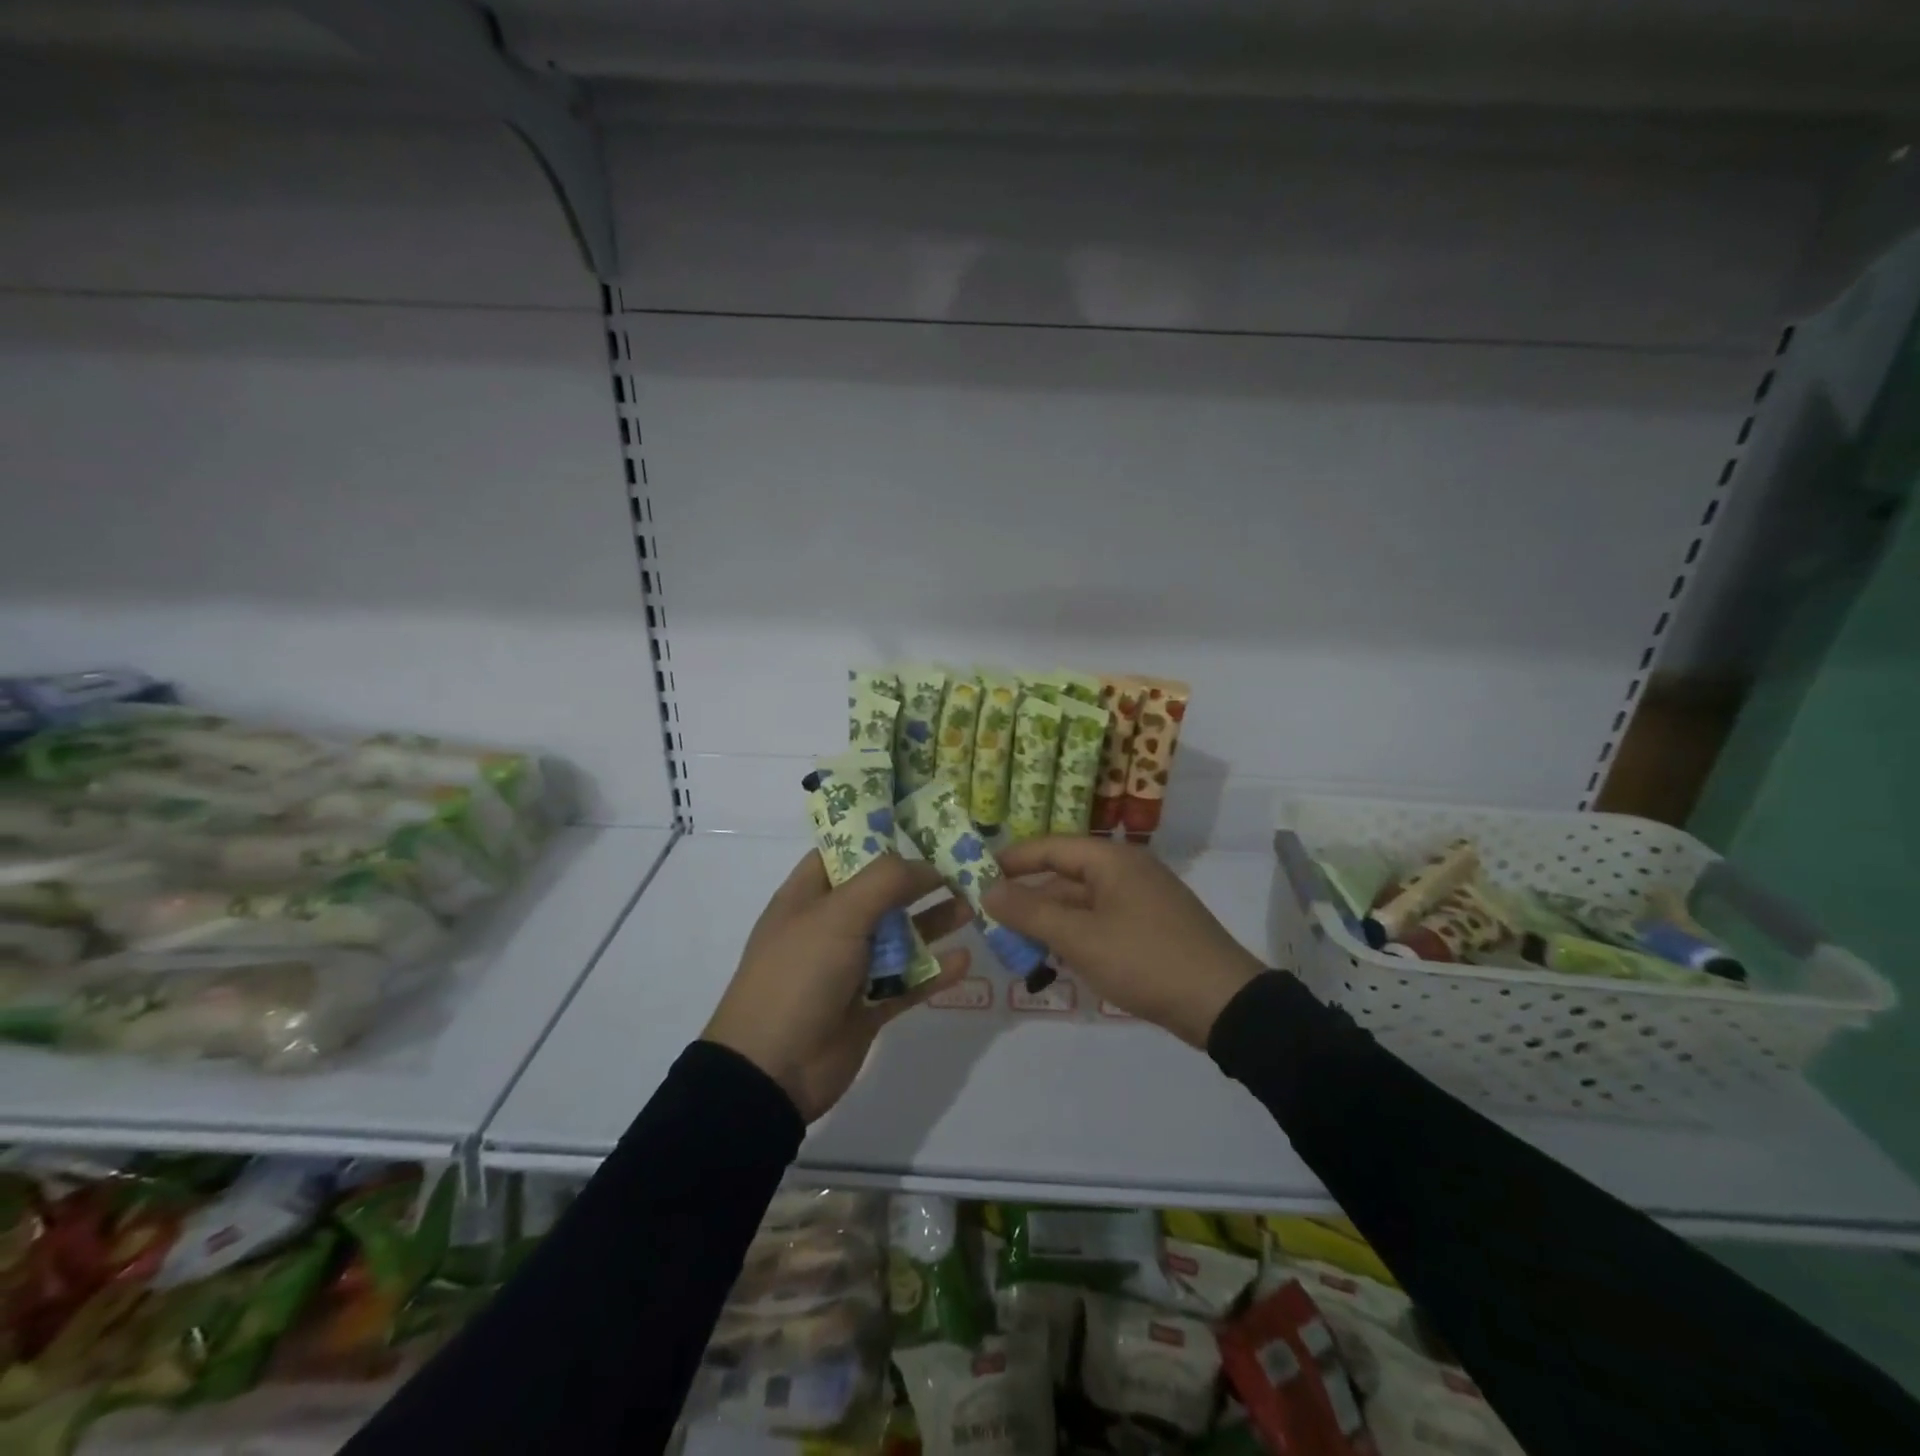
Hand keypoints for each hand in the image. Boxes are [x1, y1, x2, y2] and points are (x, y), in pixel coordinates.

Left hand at [704, 852, 970, 1121]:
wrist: (771, 1071)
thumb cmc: (798, 976)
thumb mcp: (837, 915)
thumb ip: (884, 882)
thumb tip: (927, 865)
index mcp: (809, 896)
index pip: (846, 852)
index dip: (881, 836)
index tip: (925, 826)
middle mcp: (830, 926)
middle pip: (882, 893)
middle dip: (920, 880)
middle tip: (965, 867)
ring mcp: (850, 968)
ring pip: (900, 936)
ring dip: (934, 922)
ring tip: (973, 907)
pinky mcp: (868, 1005)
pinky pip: (909, 982)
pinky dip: (935, 972)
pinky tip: (965, 961)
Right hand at [984, 837, 1262, 1047]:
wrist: (1224, 1005)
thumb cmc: (1146, 960)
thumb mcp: (1080, 937)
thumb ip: (1030, 911)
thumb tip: (986, 889)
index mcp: (1111, 860)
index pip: (1049, 847)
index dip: (1010, 860)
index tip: (975, 877)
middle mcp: (1126, 871)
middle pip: (1064, 875)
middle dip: (1028, 898)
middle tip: (991, 922)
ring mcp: (1141, 900)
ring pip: (1081, 903)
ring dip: (1050, 922)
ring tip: (1017, 948)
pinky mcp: (1151, 928)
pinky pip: (1100, 922)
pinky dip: (1076, 936)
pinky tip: (1057, 961)